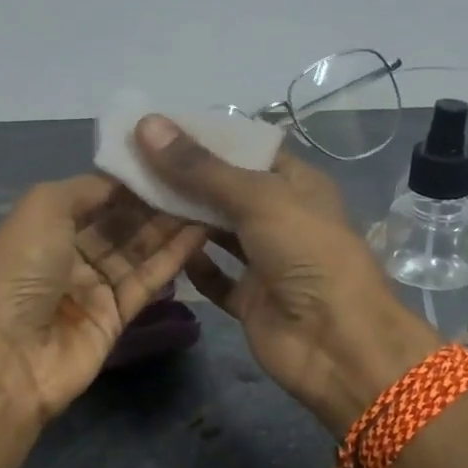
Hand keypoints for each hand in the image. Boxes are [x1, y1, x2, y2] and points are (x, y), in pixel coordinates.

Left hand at [0, 175, 206, 423]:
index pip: (95, 198)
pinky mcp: (117, 317)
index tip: (166, 159)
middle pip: (120, 223)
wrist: (10, 355)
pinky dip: (173, 257)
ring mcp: (93, 288)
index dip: (127, 182)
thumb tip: (124, 183)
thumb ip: (86, 188)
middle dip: (153, 202)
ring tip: (206, 199)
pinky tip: (200, 232)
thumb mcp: (42, 207)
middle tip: (196, 178)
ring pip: (138, 250)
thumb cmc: (21, 270)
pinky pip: (148, 280)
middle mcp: (69, 255)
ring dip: (169, 226)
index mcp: (45, 227)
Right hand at [133, 115, 438, 430]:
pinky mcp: (250, 299)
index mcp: (295, 183)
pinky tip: (158, 249)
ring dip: (181, 219)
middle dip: (182, 178)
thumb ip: (200, 168)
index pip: (243, 149)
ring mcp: (265, 260)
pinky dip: (192, 265)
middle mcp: (280, 217)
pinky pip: (215, 277)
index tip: (152, 128)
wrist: (338, 343)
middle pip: (224, 191)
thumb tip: (147, 124)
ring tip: (131, 198)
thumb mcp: (258, 198)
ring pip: (216, 233)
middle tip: (129, 162)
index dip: (202, 138)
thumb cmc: (307, 253)